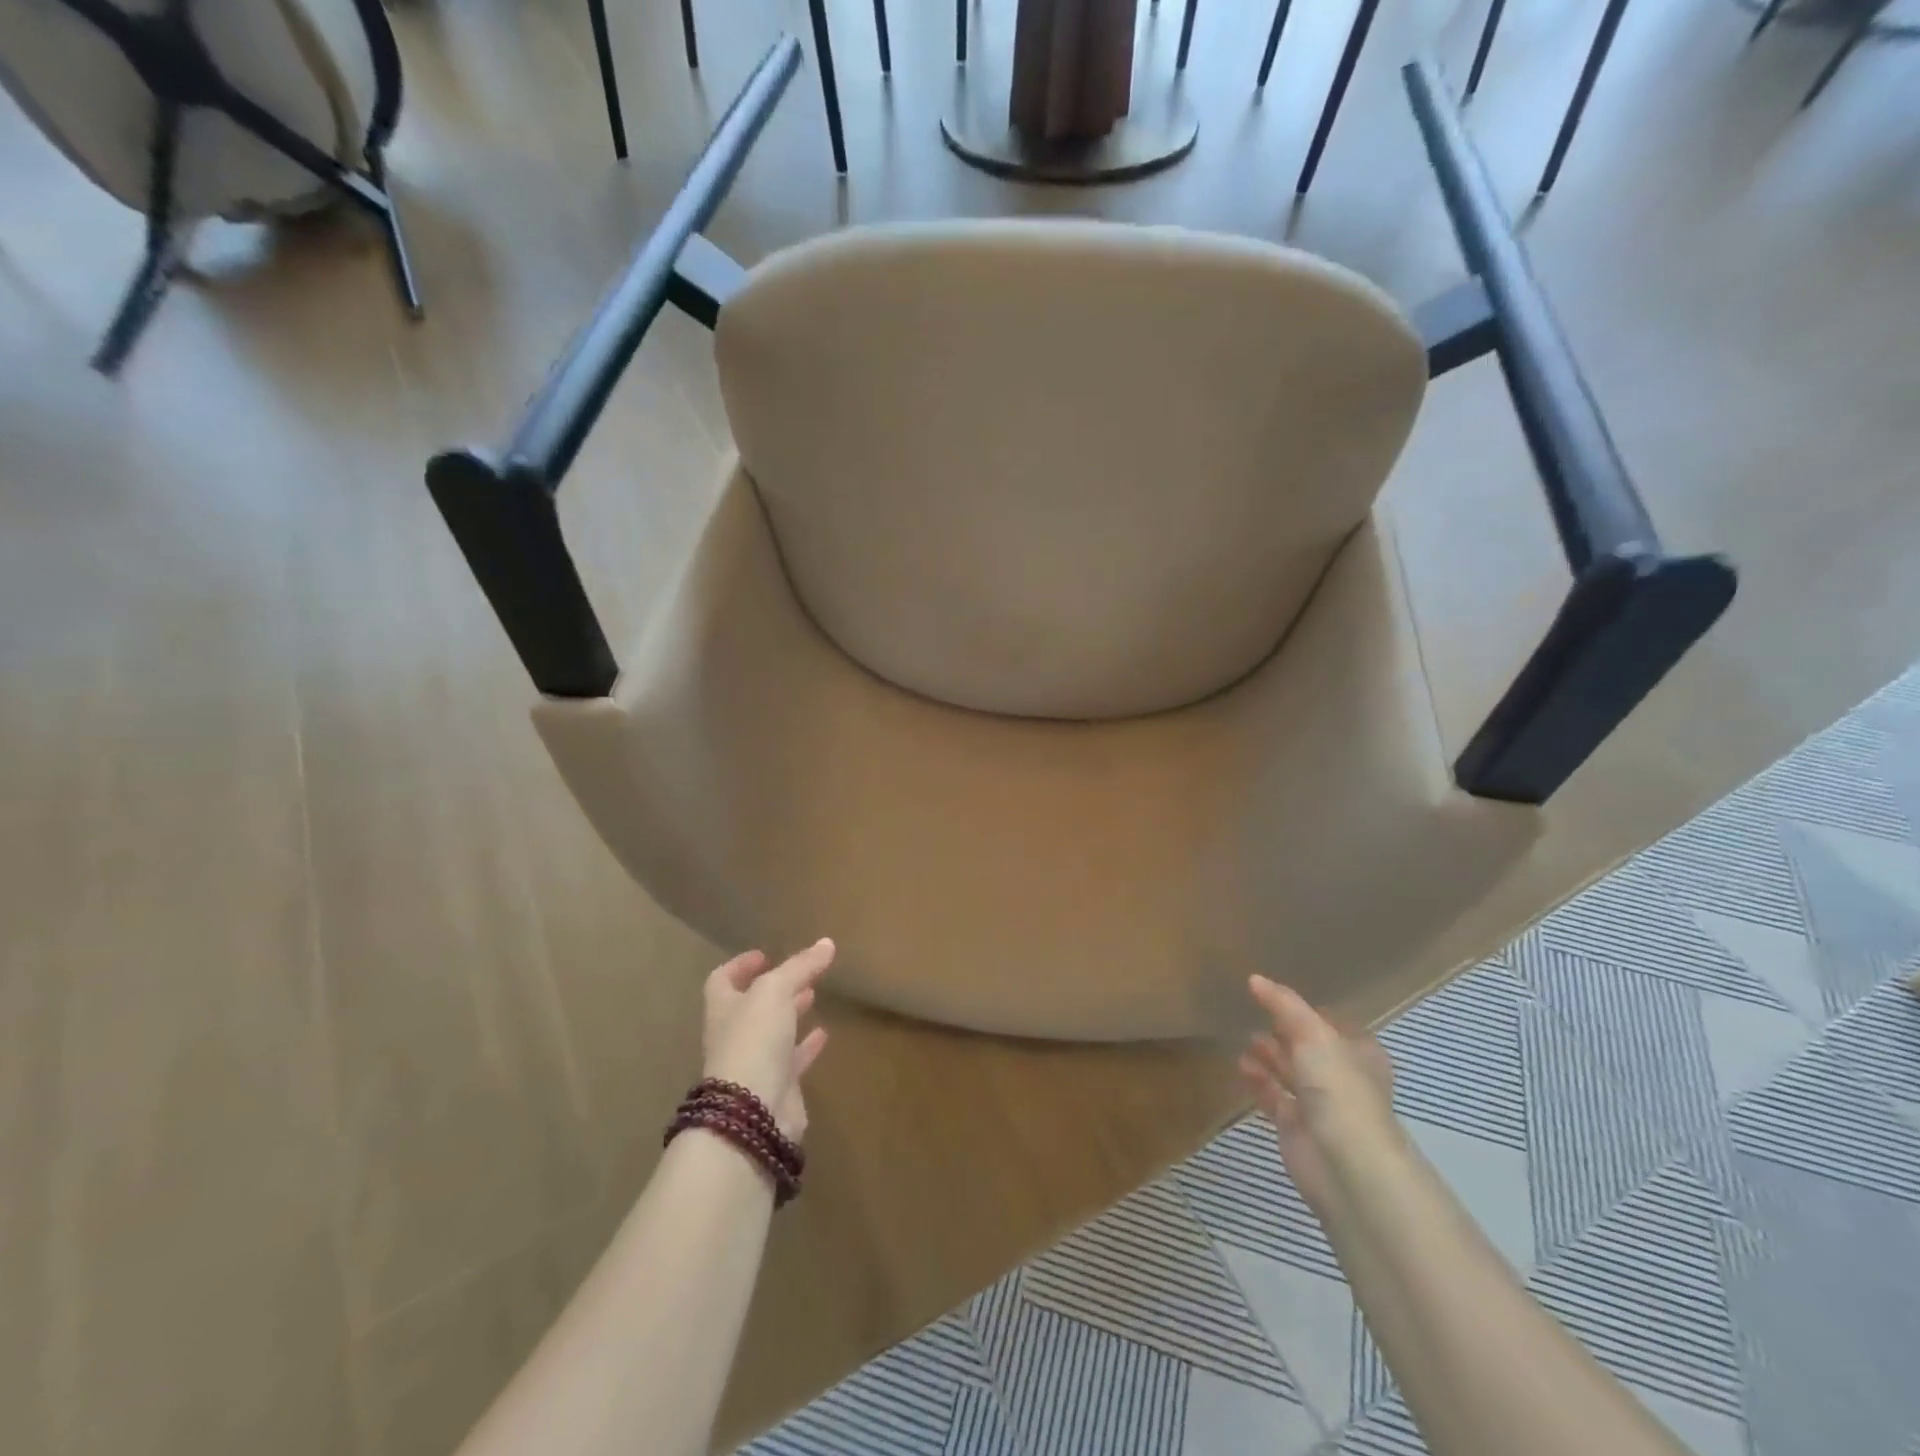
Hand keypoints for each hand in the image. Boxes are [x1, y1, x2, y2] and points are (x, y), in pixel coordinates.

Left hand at [703, 939, 833, 1141]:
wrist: (754, 1111)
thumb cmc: (754, 1039)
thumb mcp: (776, 991)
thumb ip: (801, 965)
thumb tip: (827, 942)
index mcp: (723, 1009)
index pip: (722, 981)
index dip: (740, 966)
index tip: (763, 955)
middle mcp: (735, 1035)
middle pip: (752, 1007)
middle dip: (774, 989)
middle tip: (800, 974)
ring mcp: (754, 1063)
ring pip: (773, 1033)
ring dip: (791, 1014)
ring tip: (813, 995)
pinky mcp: (778, 1087)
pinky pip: (793, 1060)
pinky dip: (807, 1045)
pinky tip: (824, 1034)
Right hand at [1239, 975, 1396, 1214]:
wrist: (1344, 1162)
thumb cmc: (1339, 1088)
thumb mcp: (1312, 1033)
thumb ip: (1283, 1004)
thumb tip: (1255, 978)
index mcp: (1359, 1053)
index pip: (1333, 1025)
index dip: (1309, 1012)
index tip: (1279, 999)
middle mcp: (1342, 1077)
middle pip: (1309, 1049)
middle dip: (1284, 1034)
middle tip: (1257, 1016)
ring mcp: (1320, 1104)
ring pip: (1291, 1072)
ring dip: (1269, 1056)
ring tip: (1245, 1040)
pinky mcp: (1297, 1127)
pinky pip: (1274, 1097)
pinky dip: (1259, 1081)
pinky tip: (1241, 1067)